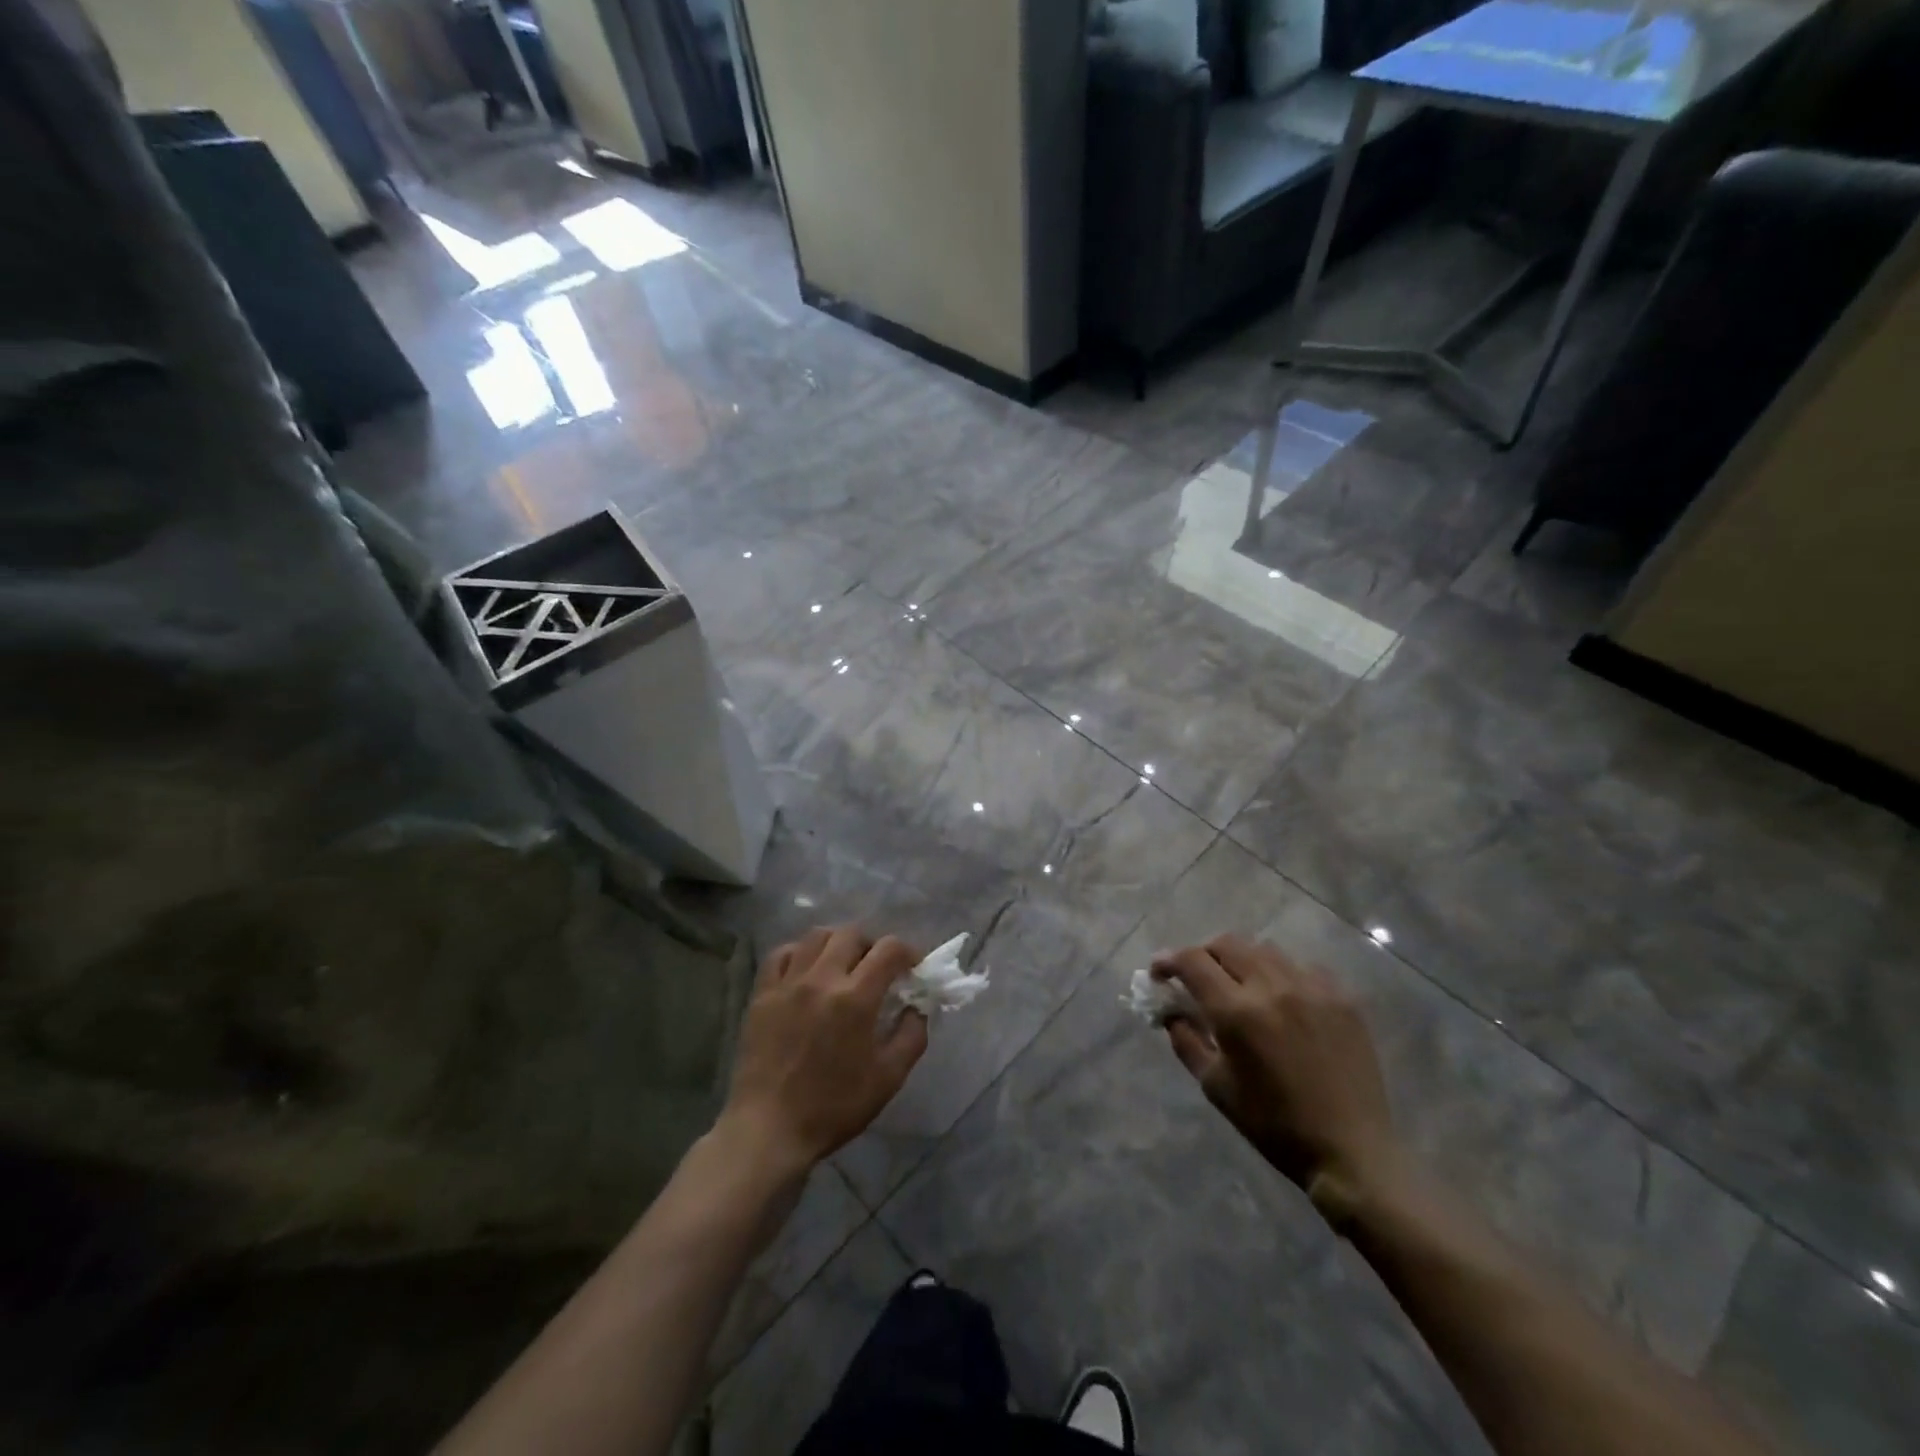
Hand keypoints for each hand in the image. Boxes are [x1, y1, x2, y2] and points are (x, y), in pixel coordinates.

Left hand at [721, 925, 927, 1172]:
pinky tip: (806, 970)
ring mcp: (788, 983)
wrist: (769, 1129)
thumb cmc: (833, 1107)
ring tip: (842, 964)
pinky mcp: (762, 994)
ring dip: (837, 942)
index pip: (889, 949)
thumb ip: (911, 1036)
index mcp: (856, 998)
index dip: (907, 952)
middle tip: (876, 967)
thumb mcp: (888, 1078)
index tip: (911, 968)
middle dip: (871, 944)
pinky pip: (781, 954)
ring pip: (816, 936)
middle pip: (851, 934)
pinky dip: (799, 953)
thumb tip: (917, 1008)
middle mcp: (822, 979)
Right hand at [1153, 935, 1399, 1223]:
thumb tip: (1170, 1011)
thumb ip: (1186, 1040)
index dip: (1169, 960)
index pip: (1193, 961)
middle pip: (1226, 943)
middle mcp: (1273, 987)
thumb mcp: (1216, 1086)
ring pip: (1264, 949)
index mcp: (1237, 1012)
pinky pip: (1301, 966)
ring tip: (1238, 983)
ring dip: (1240, 959)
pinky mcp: (1342, 996)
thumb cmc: (1274, 1125)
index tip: (1159, 973)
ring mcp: (1312, 987)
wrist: (1351, 1152)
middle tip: (1195, 976)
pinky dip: (1280, 973)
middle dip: (1202, 954)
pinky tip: (1281, 998)